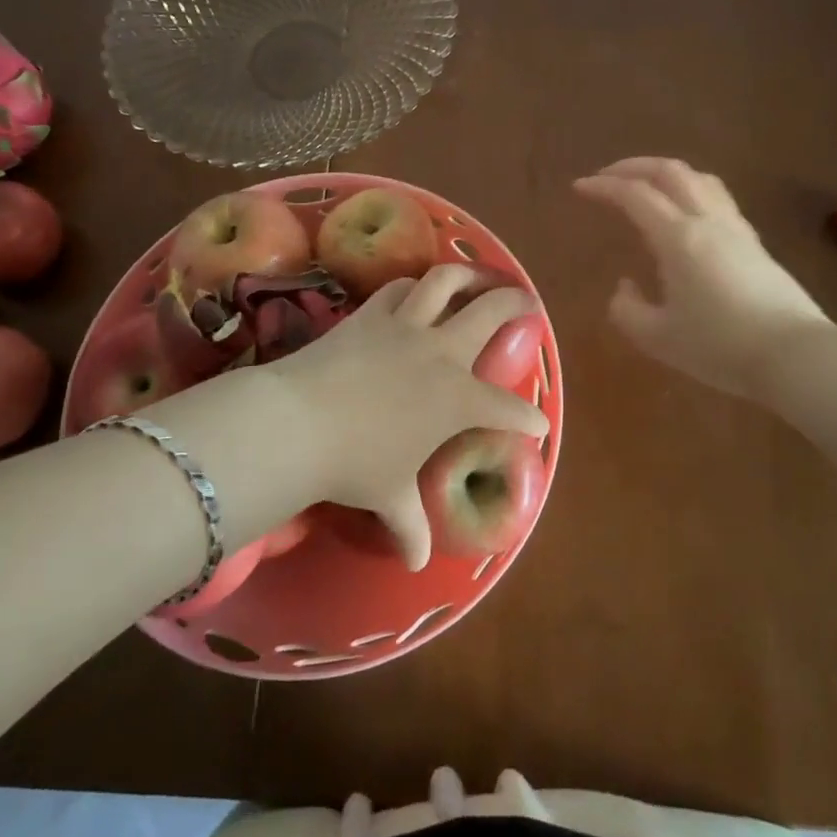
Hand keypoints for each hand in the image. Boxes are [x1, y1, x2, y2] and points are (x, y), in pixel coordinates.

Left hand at [266, 266, 549, 569]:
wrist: (299, 421)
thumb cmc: (354, 463)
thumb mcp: (388, 497)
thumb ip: (410, 525)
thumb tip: (419, 561)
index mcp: (457, 398)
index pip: (506, 408)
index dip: (527, 417)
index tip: (537, 423)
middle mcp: (440, 352)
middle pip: (490, 312)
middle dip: (516, 304)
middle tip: (527, 302)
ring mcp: (405, 325)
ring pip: (446, 281)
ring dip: (468, 275)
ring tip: (478, 277)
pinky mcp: (371, 312)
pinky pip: (400, 288)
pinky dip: (414, 285)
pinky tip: (417, 289)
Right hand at [574, 157, 830, 400]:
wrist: (796, 356)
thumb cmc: (721, 347)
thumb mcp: (659, 338)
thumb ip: (628, 310)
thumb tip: (625, 287)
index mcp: (678, 238)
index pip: (635, 195)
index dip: (603, 186)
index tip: (580, 187)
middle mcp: (707, 221)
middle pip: (670, 171)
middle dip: (633, 166)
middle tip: (607, 176)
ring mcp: (736, 228)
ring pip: (699, 178)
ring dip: (665, 173)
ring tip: (645, 185)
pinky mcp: (754, 242)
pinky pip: (717, 197)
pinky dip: (690, 190)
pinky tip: (684, 213)